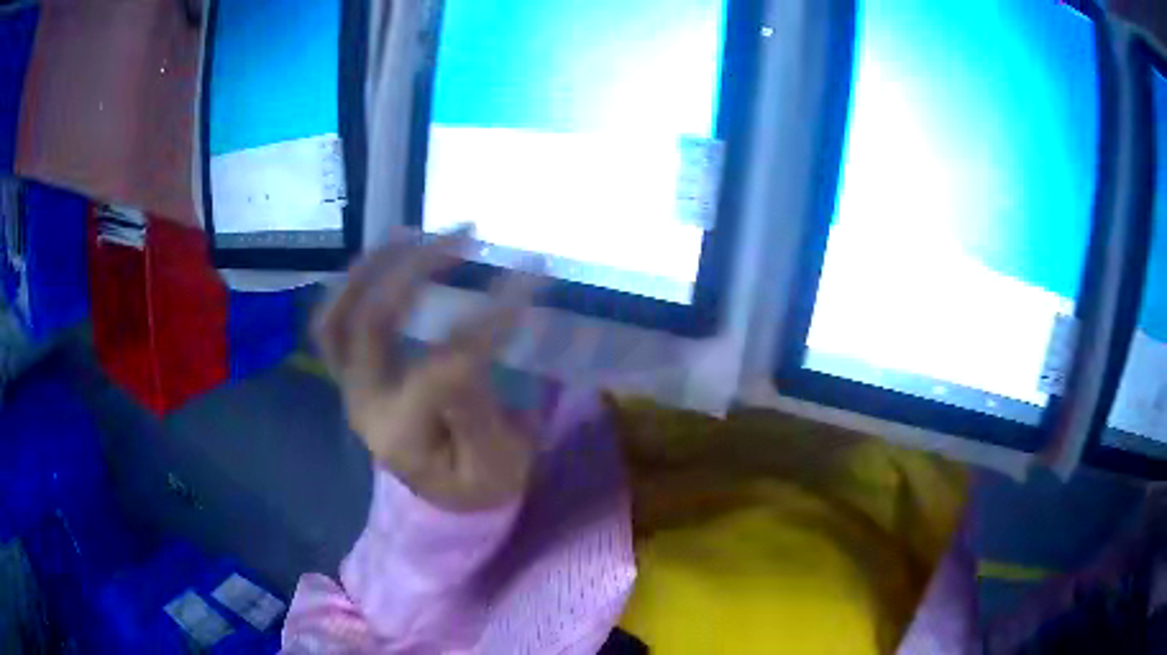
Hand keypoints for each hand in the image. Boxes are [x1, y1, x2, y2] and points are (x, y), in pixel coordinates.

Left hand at [313, 230, 542, 512]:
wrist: (445, 498)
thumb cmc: (479, 483)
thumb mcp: (498, 464)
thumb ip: (484, 409)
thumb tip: (481, 340)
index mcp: (404, 435)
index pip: (444, 365)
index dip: (490, 316)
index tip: (532, 274)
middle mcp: (364, 405)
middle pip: (371, 323)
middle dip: (416, 269)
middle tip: (465, 238)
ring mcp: (349, 387)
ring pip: (338, 316)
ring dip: (373, 266)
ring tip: (414, 232)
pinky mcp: (350, 375)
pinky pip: (333, 322)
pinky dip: (353, 284)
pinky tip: (386, 255)